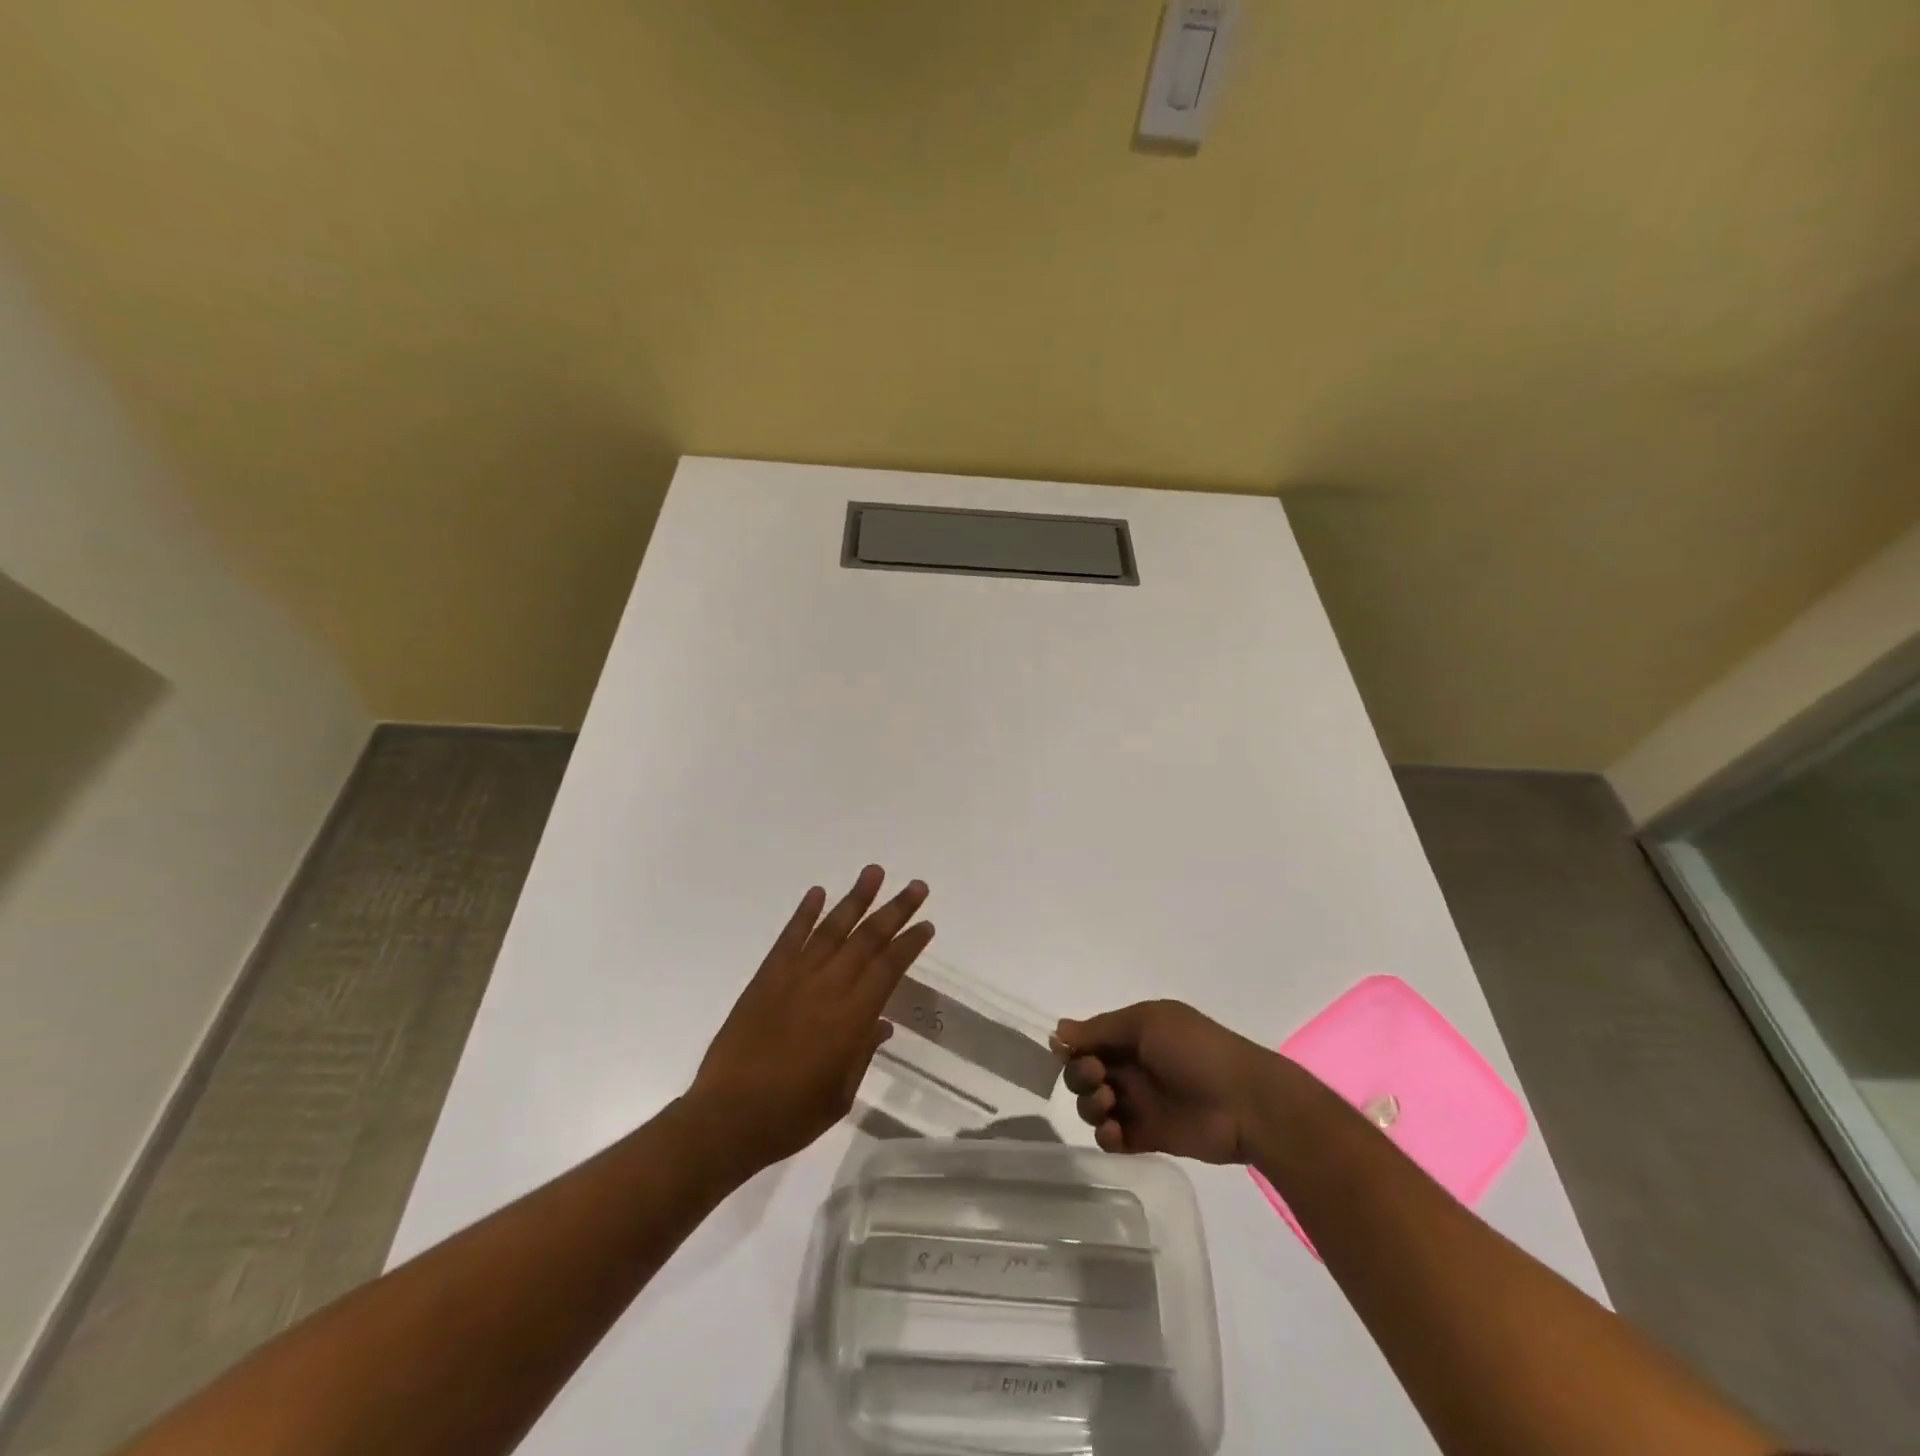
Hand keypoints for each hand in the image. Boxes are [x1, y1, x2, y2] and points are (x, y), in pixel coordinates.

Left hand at [688, 866, 932, 1172]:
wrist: (726, 1118)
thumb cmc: (791, 1115)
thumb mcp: (840, 1094)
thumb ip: (862, 1052)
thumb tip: (880, 1023)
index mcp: (851, 1019)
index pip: (889, 969)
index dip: (909, 944)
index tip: (926, 924)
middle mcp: (827, 988)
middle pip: (867, 940)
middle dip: (895, 910)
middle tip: (917, 886)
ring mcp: (794, 978)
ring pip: (832, 929)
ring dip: (855, 899)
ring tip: (874, 872)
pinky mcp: (765, 978)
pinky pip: (789, 938)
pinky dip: (805, 913)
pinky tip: (818, 893)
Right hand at [1057, 1000, 1277, 1163]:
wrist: (1246, 1102)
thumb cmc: (1196, 1051)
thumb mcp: (1148, 1023)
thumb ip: (1101, 1028)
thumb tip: (1059, 1030)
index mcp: (1133, 1034)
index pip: (1088, 1039)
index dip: (1073, 1047)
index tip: (1067, 1052)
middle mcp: (1131, 1066)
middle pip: (1083, 1072)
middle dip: (1080, 1074)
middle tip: (1099, 1077)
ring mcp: (1139, 1102)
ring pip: (1093, 1105)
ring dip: (1090, 1104)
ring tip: (1108, 1104)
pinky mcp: (1148, 1136)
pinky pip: (1112, 1138)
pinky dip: (1105, 1135)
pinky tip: (1116, 1131)